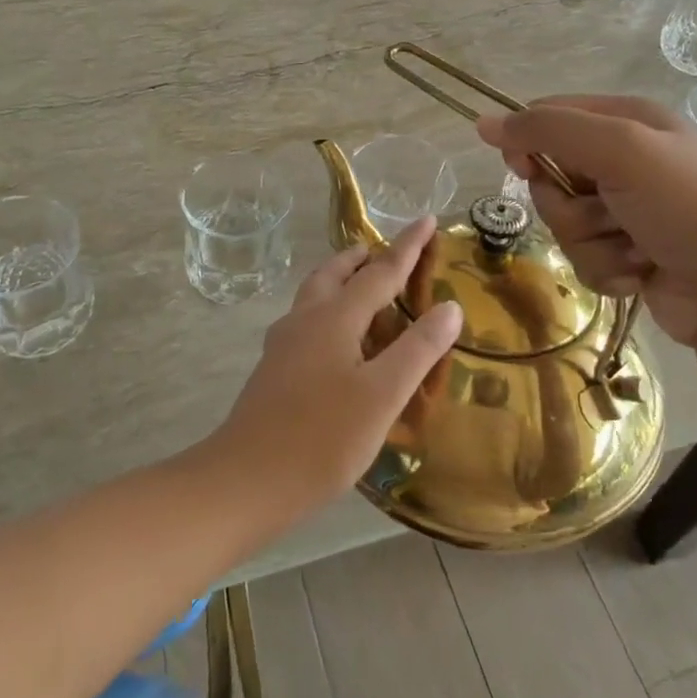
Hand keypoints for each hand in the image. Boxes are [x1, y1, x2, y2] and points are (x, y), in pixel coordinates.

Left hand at [211, 217, 462, 517]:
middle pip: (335, 272)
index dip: (407, 246)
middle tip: (386, 253)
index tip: (426, 219)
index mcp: (334, 317)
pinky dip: (331, 310)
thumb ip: (418, 348)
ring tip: (365, 288)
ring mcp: (284, 343)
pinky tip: (339, 341)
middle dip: (363, 257)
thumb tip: (450, 306)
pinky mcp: (274, 368)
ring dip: (342, 280)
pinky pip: (308, 319)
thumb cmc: (323, 437)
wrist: (247, 479)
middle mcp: (306, 319)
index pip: (380, 271)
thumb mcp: (383, 395)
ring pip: (316, 294)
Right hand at [478, 95, 696, 350]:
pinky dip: (607, 269)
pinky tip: (642, 273)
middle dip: (568, 204)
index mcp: (631, 120)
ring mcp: (631, 211)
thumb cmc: (688, 207)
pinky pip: (586, 257)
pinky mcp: (632, 254)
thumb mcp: (620, 150)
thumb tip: (483, 123)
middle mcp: (630, 161)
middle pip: (552, 175)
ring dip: (591, 242)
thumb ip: (549, 131)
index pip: (551, 117)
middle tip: (604, 212)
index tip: (524, 168)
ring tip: (635, 249)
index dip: (529, 141)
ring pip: (565, 222)